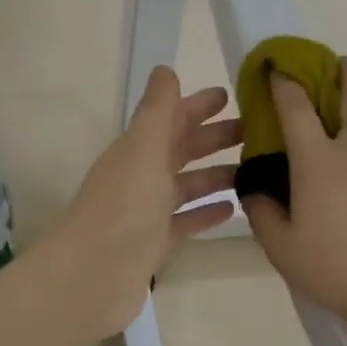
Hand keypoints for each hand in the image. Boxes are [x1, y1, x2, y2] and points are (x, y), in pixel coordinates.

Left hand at [48, 66, 240, 337]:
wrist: (91, 276)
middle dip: (214, 137)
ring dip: (215, 175)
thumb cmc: (123, 207)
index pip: (171, 118)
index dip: (198, 105)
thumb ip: (158, 111)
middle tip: (255, 131)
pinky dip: (206, 213)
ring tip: (254, 169)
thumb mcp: (144, 149)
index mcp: (137, 150)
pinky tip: (233, 209)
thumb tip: (165, 69)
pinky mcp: (154, 244)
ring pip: (186, 186)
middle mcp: (141, 176)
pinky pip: (185, 221)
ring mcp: (146, 212)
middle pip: (181, 150)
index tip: (231, 95)